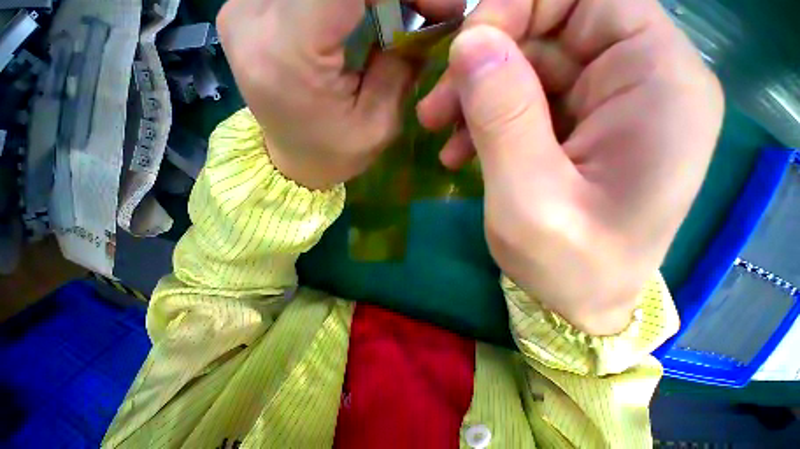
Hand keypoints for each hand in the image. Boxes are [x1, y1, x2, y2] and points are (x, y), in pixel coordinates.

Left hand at [217, 0, 463, 189]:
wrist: (293, 161)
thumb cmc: (335, 154)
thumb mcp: (377, 125)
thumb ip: (399, 66)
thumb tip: (428, 18)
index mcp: (289, 52)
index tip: (438, 6)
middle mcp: (254, 16)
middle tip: (421, 10)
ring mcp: (243, 6)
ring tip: (396, 12)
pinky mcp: (246, 6)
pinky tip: (363, 9)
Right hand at [417, 0, 723, 334]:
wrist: (578, 302)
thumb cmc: (565, 264)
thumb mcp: (526, 197)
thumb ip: (502, 117)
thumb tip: (469, 44)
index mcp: (659, 86)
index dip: (520, 9)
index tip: (463, 54)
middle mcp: (644, 83)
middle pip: (554, 32)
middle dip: (485, 64)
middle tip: (433, 109)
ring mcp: (610, 108)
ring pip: (531, 70)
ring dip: (477, 99)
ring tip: (439, 136)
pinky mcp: (579, 132)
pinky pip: (526, 105)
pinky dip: (486, 123)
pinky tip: (459, 154)